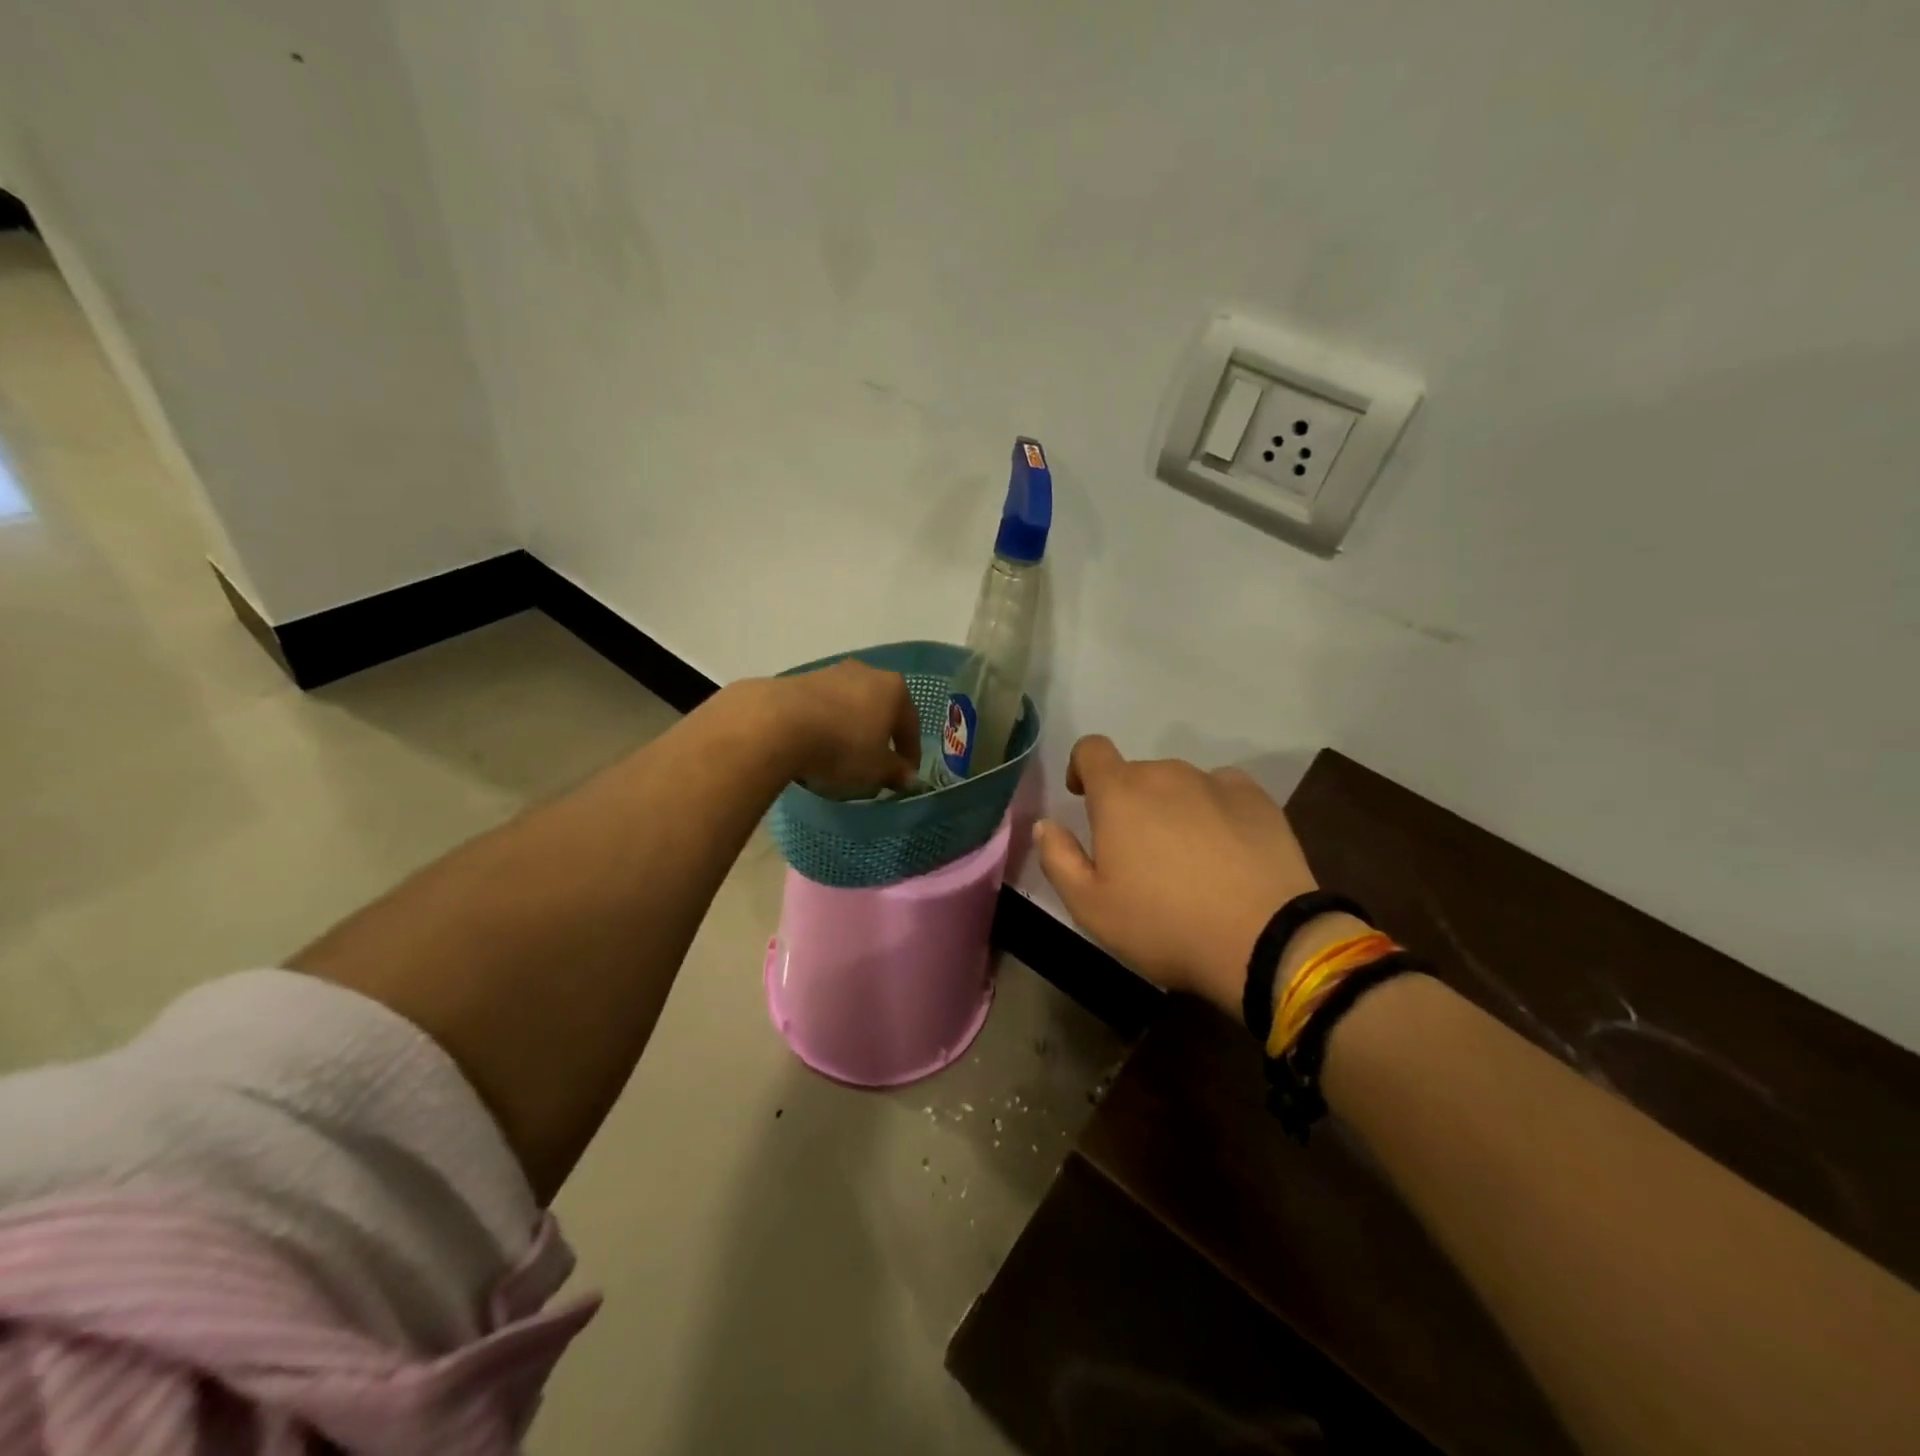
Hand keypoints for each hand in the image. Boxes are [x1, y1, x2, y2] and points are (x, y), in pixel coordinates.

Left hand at [772, 661, 921, 793]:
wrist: (778, 724)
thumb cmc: (843, 746)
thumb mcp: (877, 769)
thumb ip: (896, 772)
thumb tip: (907, 776)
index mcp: (894, 689)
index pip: (910, 724)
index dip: (910, 754)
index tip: (904, 776)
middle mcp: (866, 673)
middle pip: (879, 710)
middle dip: (879, 737)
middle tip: (875, 765)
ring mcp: (830, 673)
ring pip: (849, 706)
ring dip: (850, 730)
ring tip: (840, 759)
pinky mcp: (798, 680)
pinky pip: (821, 708)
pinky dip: (824, 726)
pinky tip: (815, 747)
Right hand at [1033, 737, 1318, 1014]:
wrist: (1264, 939)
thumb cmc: (1164, 925)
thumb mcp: (1090, 907)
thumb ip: (1058, 858)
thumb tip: (1045, 825)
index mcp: (1119, 794)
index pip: (1091, 750)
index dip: (1082, 768)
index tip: (1084, 797)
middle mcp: (1166, 775)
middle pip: (1137, 774)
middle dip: (1129, 802)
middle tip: (1138, 852)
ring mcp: (1215, 782)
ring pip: (1180, 784)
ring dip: (1172, 807)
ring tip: (1186, 857)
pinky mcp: (1257, 799)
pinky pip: (1222, 791)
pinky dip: (1214, 810)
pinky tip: (1225, 848)